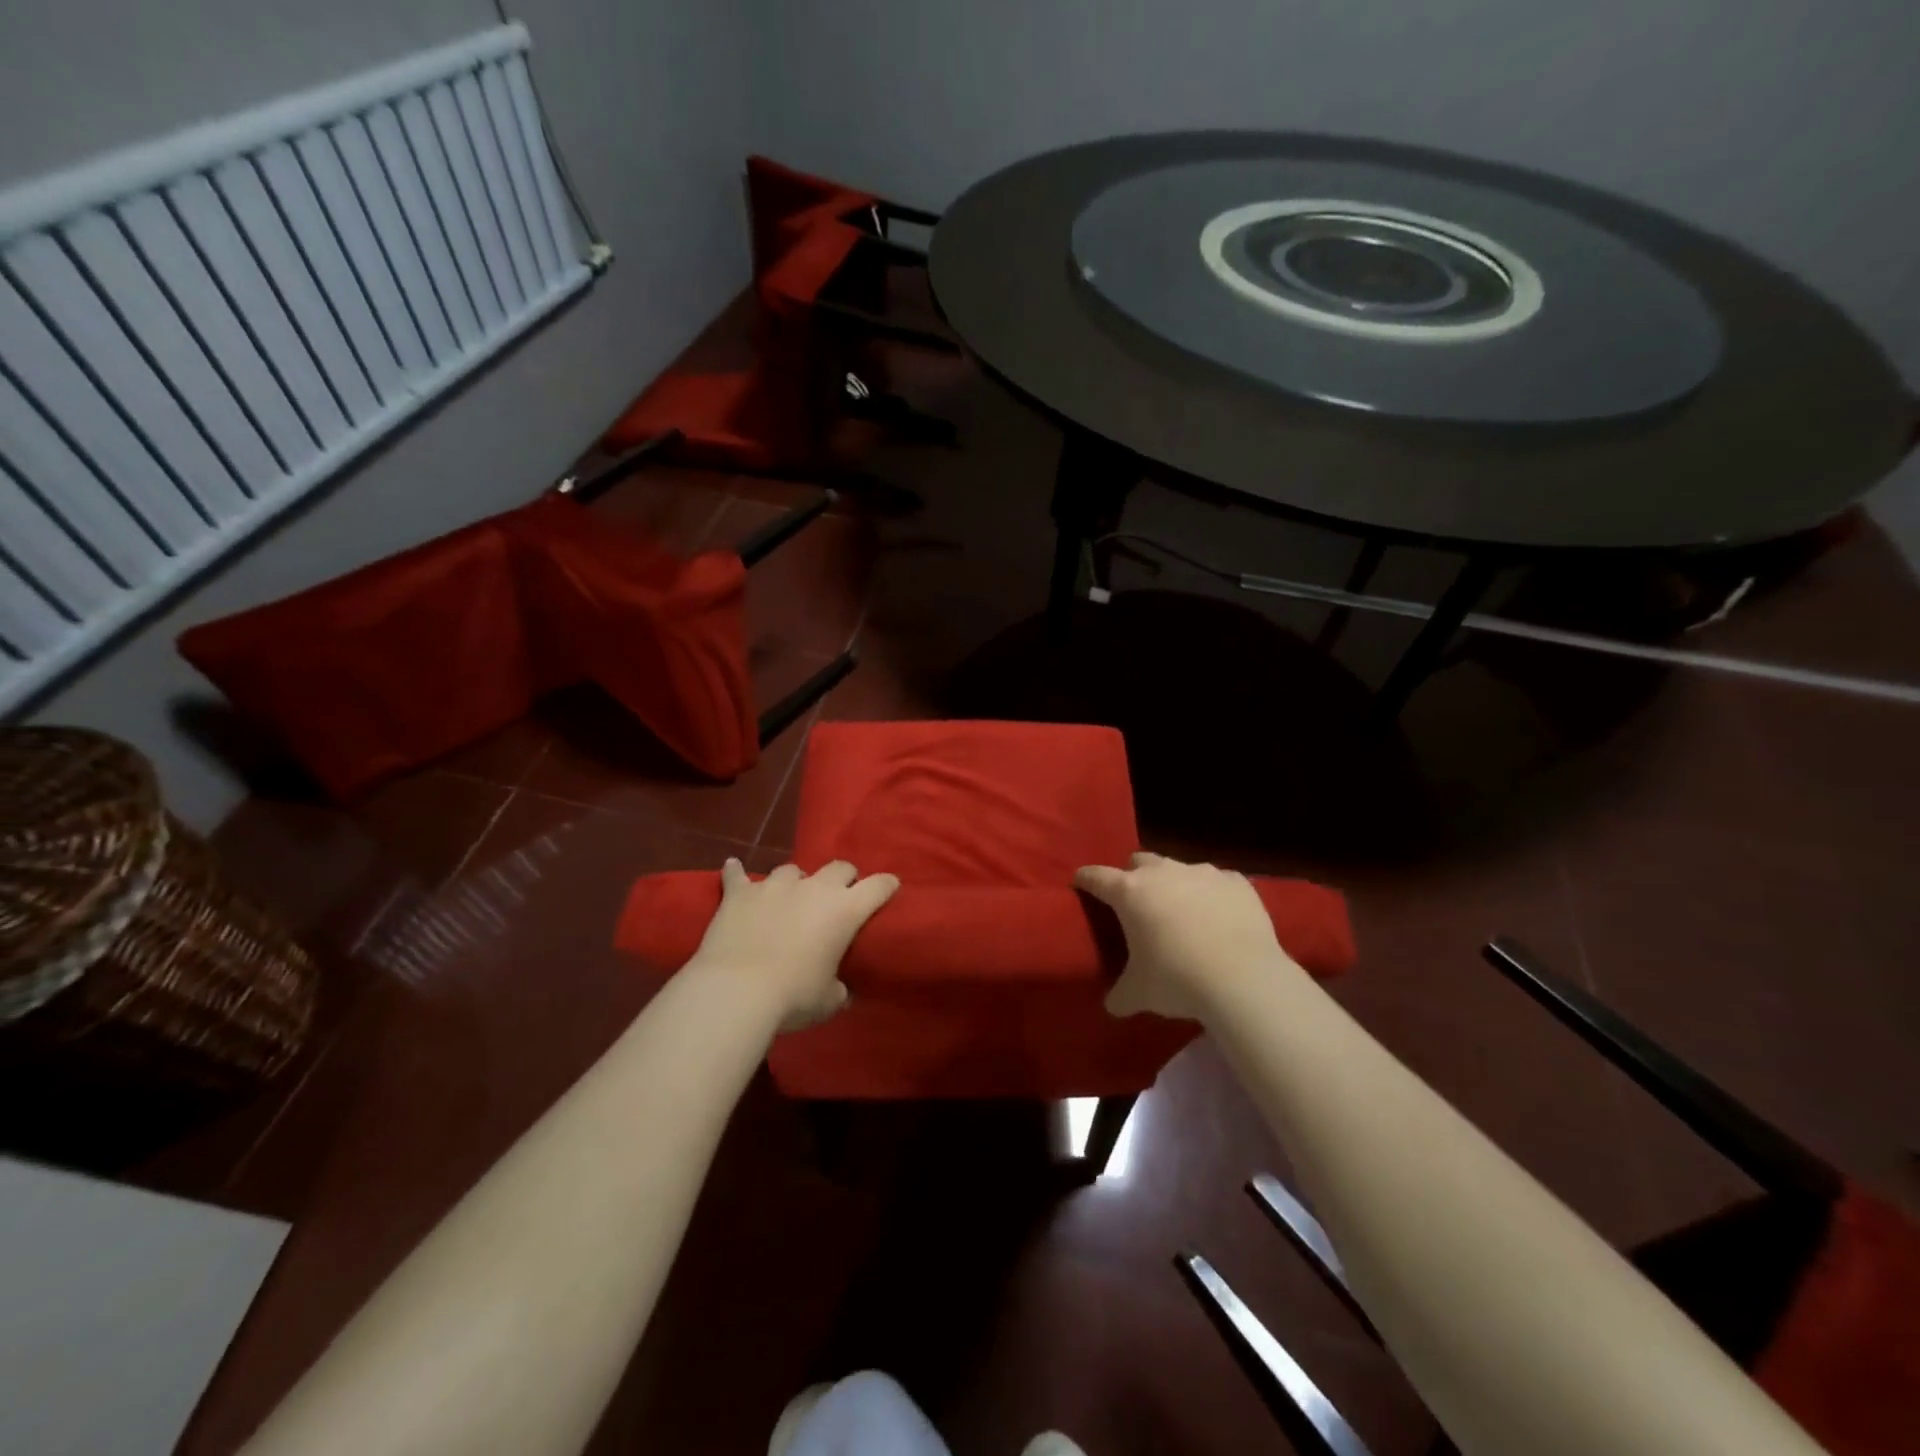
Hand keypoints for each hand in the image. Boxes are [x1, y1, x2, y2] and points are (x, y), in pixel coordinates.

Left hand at [692, 858, 899, 1031]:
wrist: (737, 991)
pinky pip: (738, 874)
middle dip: (843, 879)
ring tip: (789, 897)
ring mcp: (774, 886)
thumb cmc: (793, 997)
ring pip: (792, 870)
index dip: (886, 885)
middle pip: (838, 867)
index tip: (890, 887)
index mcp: (845, 910)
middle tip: (838, 897)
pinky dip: (737, 872)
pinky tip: (733, 867)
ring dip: (795, 882)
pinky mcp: (740, 893)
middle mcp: (814, 888)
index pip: (878, 886)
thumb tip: (841, 990)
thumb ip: (839, 989)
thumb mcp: (828, 1000)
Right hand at [1074, 852, 1292, 1020]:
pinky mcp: (1237, 882)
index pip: (1097, 876)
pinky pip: (1219, 881)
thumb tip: (1112, 1005)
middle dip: (1134, 877)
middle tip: (1139, 905)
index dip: (1086, 879)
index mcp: (1130, 892)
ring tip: (1184, 913)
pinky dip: (1214, 894)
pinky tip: (1221, 917)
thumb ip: (1120, 994)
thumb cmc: (1177, 980)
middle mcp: (1163, 872)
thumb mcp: (1139, 993)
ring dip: (1176, 885)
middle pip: (1139, 861)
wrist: (1244, 978)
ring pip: (1180, 868)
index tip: (1081, 882)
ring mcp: (1203, 872)